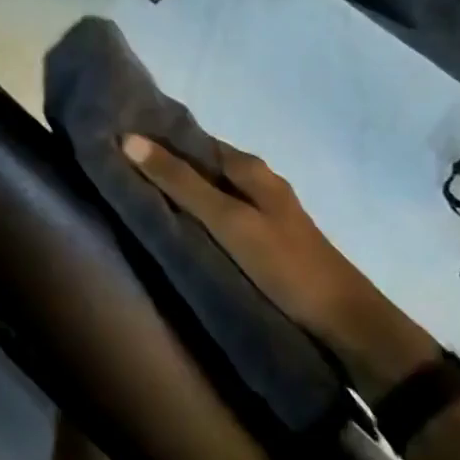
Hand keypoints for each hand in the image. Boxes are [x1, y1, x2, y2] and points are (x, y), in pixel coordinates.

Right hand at [122, 134, 438, 403]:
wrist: (343, 319)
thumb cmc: (283, 263)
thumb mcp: (227, 220)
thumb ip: (181, 182)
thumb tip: (130, 139)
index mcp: (250, 167)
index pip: (193, 140)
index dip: (157, 139)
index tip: (116, 143)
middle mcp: (256, 180)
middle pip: (201, 164)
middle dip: (163, 165)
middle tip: (116, 170)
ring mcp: (261, 210)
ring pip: (209, 190)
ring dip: (177, 190)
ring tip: (134, 196)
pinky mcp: (261, 238)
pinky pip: (218, 214)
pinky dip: (194, 213)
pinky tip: (174, 225)